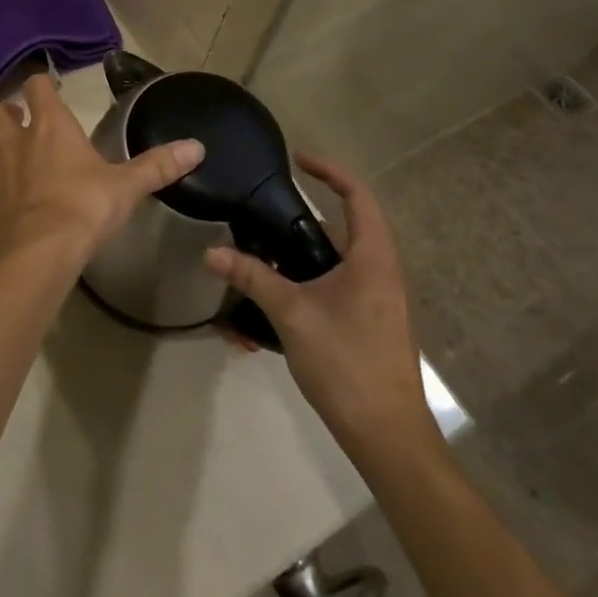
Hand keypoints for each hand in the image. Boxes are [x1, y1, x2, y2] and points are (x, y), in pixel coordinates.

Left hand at [0, 75, 203, 268]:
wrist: (39, 254)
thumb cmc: (85, 208)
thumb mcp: (127, 186)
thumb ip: (158, 165)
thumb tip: (197, 146)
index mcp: (50, 127)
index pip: (37, 87)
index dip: (41, 86)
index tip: (49, 90)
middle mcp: (15, 141)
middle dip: (8, 114)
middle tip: (23, 125)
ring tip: (9, 163)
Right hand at [205, 155, 435, 461]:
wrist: (387, 437)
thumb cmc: (347, 363)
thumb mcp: (292, 313)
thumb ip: (252, 277)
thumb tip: (210, 251)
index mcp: (373, 258)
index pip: (357, 195)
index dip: (329, 170)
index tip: (296, 159)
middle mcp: (381, 271)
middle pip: (345, 225)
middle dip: (303, 217)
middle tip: (264, 212)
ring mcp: (377, 299)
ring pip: (337, 259)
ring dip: (301, 254)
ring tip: (261, 256)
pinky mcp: (368, 321)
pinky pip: (336, 285)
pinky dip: (307, 281)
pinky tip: (275, 299)